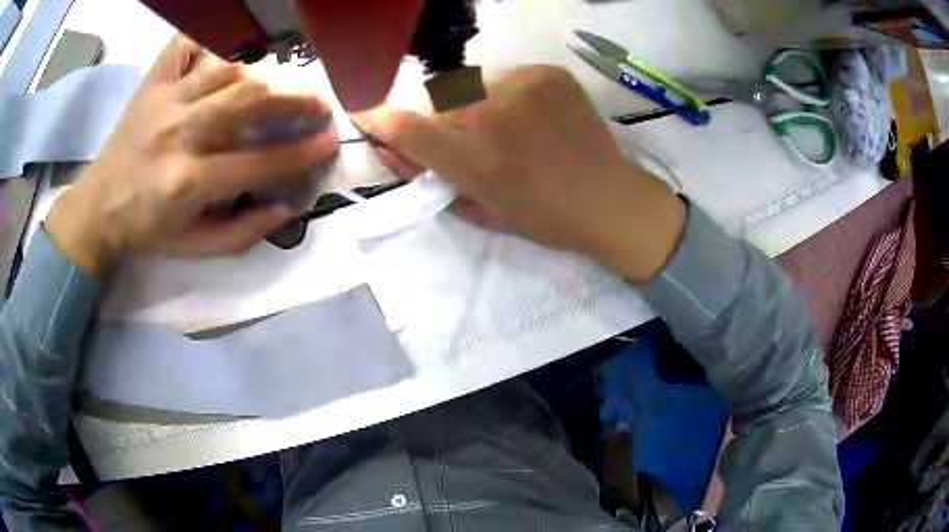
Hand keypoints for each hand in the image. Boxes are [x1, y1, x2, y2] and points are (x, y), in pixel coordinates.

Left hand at [46, 35, 337, 275]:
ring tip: (289, 77)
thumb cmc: (147, 227)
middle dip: (295, 96)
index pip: (257, 162)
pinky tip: (234, 44)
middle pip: (248, 98)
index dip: (300, 152)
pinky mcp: (154, 81)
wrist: (99, 204)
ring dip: (267, 69)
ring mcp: (164, 100)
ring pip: (228, 68)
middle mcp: (178, 133)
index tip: (328, 142)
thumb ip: (242, 234)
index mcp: (186, 183)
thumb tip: (286, 206)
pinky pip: (188, 43)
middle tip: (320, 101)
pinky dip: (214, 36)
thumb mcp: (193, 248)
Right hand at [355, 66, 685, 282]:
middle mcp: (491, 114)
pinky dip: (509, 96)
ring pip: (472, 87)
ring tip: (510, 130)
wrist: (610, 199)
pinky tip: (535, 117)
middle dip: (442, 121)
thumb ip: (430, 178)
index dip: (377, 118)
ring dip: (476, 107)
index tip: (364, 112)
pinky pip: (507, 78)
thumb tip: (393, 148)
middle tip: (470, 141)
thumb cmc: (544, 218)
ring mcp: (522, 86)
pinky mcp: (547, 73)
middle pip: (438, 103)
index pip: (405, 128)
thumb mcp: (478, 211)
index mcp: (473, 159)